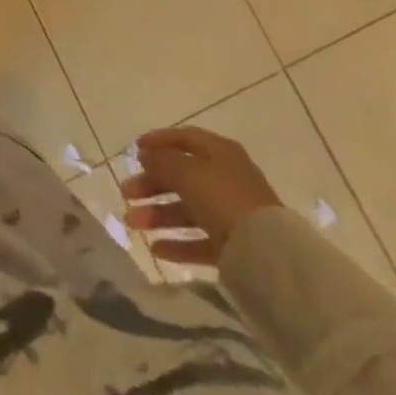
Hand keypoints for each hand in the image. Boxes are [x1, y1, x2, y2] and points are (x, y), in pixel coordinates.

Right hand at [120, 126, 282, 268]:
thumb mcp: (186, 172)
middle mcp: (226, 179)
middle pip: (181, 177)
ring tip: (132, 223)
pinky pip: (199, 240)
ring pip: (187, 209)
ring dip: (157, 214)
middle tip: (126, 193)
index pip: (184, 139)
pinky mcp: (234, 246)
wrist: (269, 255)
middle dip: (151, 185)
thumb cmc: (224, 199)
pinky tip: (156, 248)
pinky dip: (177, 242)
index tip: (134, 149)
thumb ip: (162, 161)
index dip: (158, 141)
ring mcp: (231, 214)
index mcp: (220, 153)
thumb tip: (146, 155)